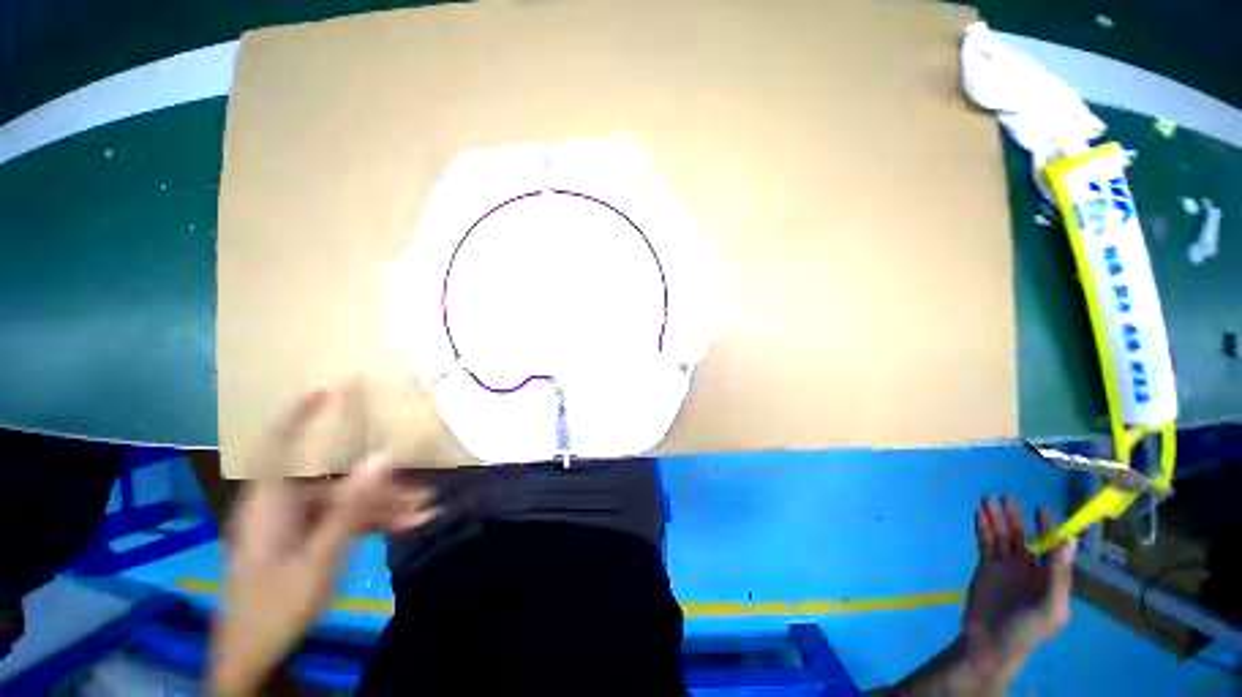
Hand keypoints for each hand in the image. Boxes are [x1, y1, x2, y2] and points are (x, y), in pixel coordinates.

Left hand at [209, 392, 438, 695]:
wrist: (254, 659)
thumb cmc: (278, 606)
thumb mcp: (322, 557)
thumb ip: (353, 506)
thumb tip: (383, 456)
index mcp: (271, 504)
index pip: (281, 447)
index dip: (301, 417)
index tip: (326, 391)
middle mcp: (281, 507)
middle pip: (334, 484)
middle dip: (380, 488)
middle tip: (421, 491)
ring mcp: (291, 525)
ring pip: (344, 504)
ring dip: (383, 508)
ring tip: (423, 514)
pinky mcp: (301, 541)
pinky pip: (340, 522)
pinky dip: (370, 524)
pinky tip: (404, 528)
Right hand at [963, 496, 1075, 682]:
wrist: (990, 643)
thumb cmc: (1027, 630)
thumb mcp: (1051, 609)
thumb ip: (1060, 577)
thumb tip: (1068, 543)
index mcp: (1050, 578)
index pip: (1052, 547)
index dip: (1049, 528)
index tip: (1041, 508)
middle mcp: (1030, 568)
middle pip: (1024, 537)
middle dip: (1016, 517)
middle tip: (1007, 497)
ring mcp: (1006, 567)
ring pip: (1002, 537)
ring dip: (996, 519)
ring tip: (987, 500)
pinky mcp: (986, 567)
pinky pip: (985, 543)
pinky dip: (982, 529)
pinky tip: (978, 516)